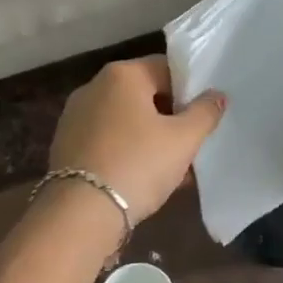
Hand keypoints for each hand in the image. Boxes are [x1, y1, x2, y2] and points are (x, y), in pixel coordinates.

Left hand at [47, 57, 224, 222]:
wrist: (80, 213)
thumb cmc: (138, 164)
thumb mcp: (183, 140)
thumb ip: (204, 113)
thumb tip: (216, 95)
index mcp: (122, 75)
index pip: (166, 69)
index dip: (190, 90)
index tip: (204, 116)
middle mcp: (93, 87)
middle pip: (144, 95)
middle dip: (170, 118)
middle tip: (192, 143)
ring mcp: (75, 117)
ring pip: (126, 121)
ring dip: (151, 139)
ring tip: (174, 168)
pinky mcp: (66, 146)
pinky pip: (108, 141)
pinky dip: (128, 153)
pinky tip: (145, 180)